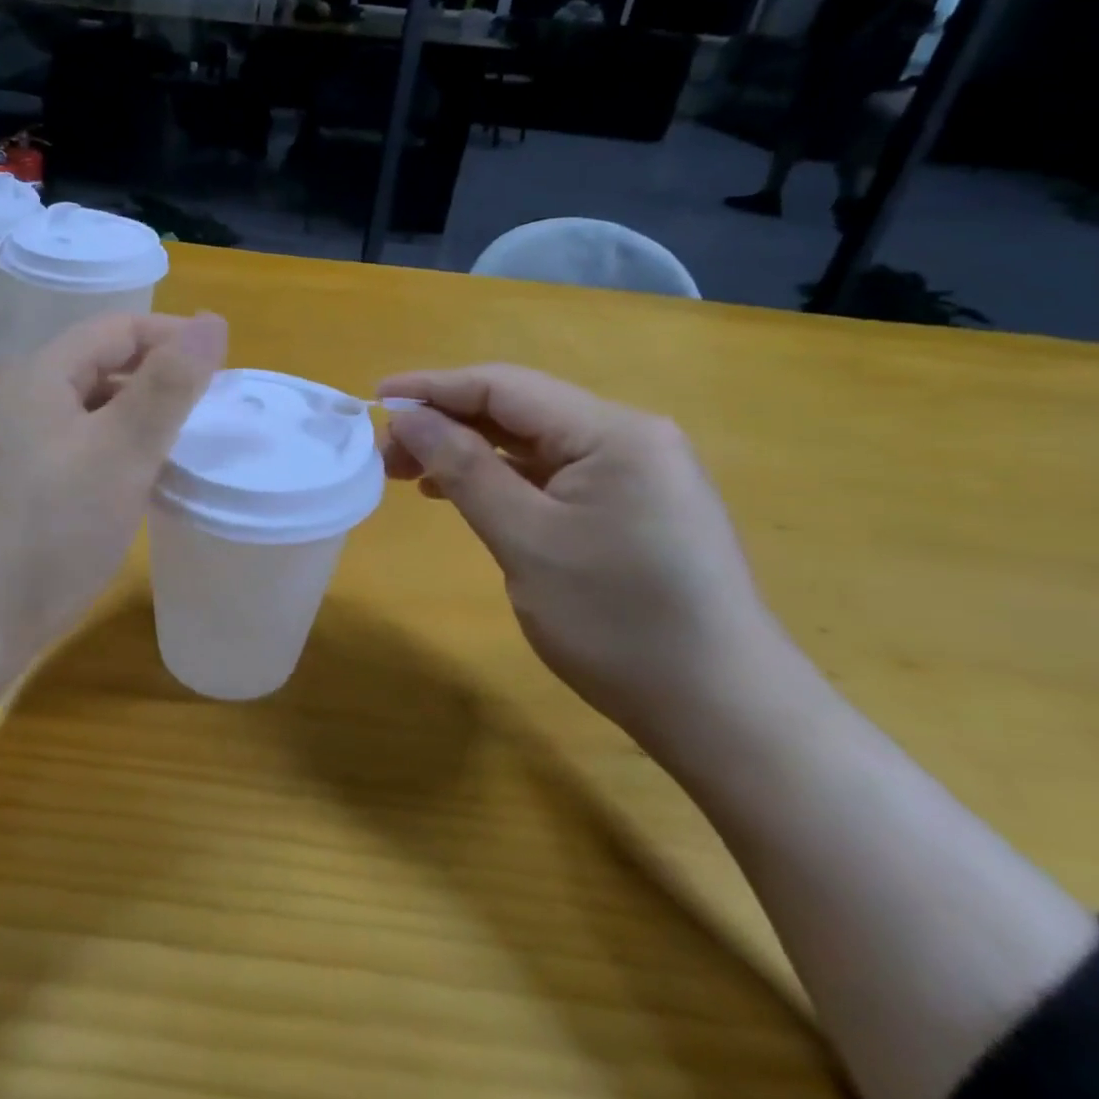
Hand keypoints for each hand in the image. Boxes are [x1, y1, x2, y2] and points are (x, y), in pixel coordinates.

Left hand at [0, 312, 228, 676]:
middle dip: (158, 381)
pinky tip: (132, 484)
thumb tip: (212, 321)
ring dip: (135, 420)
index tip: (226, 370)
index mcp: (38, 372)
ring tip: (180, 450)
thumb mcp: (121, 452)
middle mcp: (14, 395)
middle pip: (100, 366)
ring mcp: (4, 441)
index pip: (119, 329)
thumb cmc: (48, 532)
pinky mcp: (5, 482)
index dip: (176, 338)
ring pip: (86, 410)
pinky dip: (109, 452)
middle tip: (209, 415)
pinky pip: (70, 446)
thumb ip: (170, 385)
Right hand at [378, 365, 779, 738]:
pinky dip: (503, 478)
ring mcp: (637, 472)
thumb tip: (408, 417)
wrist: (723, 712)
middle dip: (448, 423)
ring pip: (533, 442)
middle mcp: (630, 436)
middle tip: (386, 454)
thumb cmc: (618, 623)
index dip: (434, 387)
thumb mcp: (525, 541)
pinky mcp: (635, 506)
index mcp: (613, 432)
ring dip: (470, 451)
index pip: (505, 386)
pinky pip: (554, 474)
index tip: (375, 398)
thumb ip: (464, 469)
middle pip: (519, 410)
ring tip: (411, 474)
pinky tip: (465, 494)